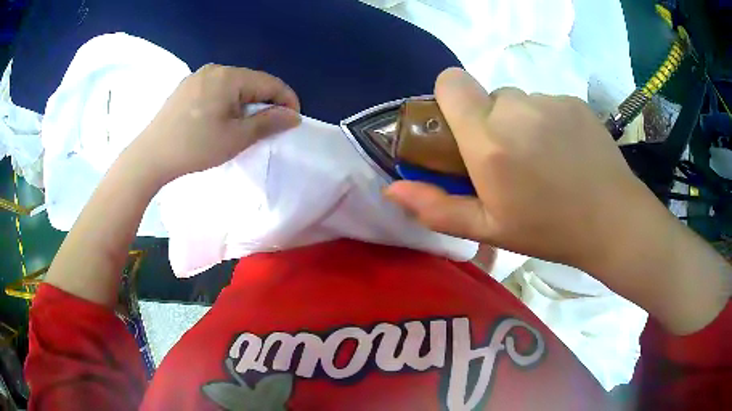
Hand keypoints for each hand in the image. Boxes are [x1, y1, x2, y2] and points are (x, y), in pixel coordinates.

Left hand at [129, 64, 300, 182]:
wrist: (150, 156)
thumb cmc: (195, 147)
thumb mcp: (236, 137)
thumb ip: (268, 122)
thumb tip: (294, 115)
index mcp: (229, 77)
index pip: (270, 82)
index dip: (286, 100)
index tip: (293, 121)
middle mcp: (214, 69)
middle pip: (251, 81)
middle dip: (265, 102)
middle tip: (268, 126)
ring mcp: (197, 76)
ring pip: (233, 85)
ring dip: (246, 102)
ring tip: (244, 124)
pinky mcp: (186, 87)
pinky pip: (216, 89)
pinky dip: (227, 101)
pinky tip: (221, 119)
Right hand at [385, 68, 655, 273]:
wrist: (613, 220)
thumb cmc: (548, 229)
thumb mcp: (488, 229)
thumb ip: (436, 207)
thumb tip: (391, 188)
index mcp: (489, 139)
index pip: (451, 82)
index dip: (450, 99)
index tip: (462, 131)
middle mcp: (516, 109)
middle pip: (485, 96)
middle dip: (489, 122)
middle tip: (510, 160)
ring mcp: (549, 101)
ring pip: (517, 100)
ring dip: (519, 122)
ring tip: (542, 159)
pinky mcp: (572, 101)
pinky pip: (545, 102)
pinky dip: (546, 121)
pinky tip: (565, 152)